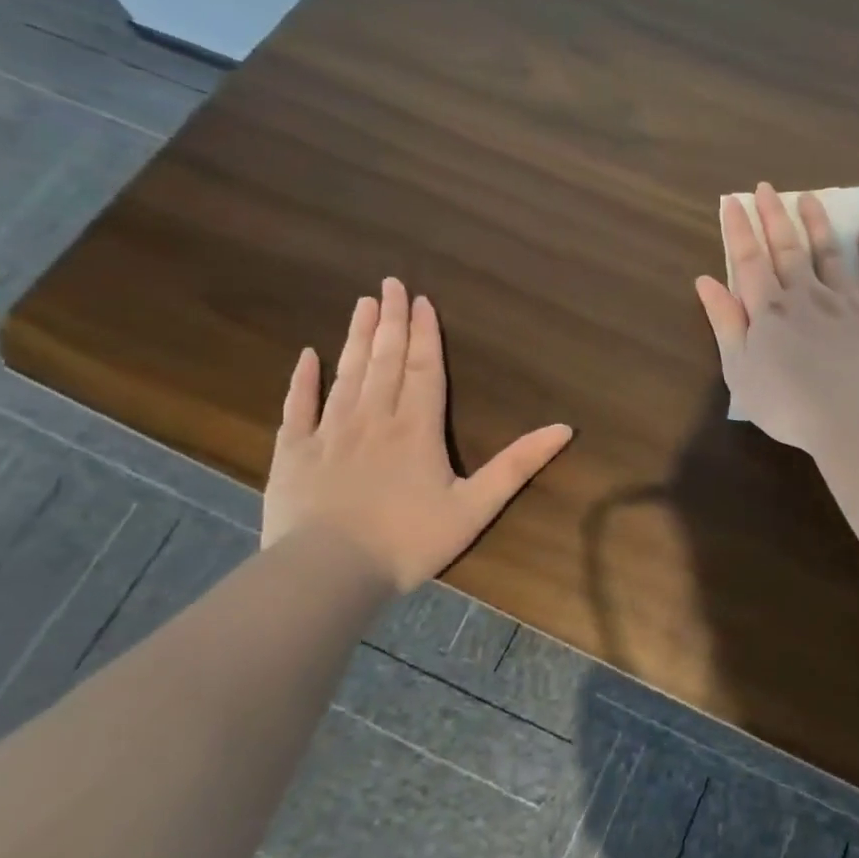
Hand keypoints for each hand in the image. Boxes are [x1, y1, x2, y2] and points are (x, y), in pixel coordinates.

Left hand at [261, 278, 572, 592]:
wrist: (328, 573)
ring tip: (362, 304)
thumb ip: (518, 464)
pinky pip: (297, 407)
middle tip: (390, 283)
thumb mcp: (477, 506)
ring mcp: (328, 432)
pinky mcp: (293, 453)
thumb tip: (564, 428)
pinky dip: (303, 380)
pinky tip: (308, 355)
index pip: (424, 369)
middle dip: (391, 320)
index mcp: (416, 428)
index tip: (422, 300)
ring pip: (347, 374)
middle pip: (385, 360)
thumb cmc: (409, 540)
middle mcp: (373, 418)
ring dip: (357, 337)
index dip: (425, 333)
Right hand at [695, 182, 858, 453]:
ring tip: (810, 199)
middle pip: (789, 251)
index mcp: (771, 312)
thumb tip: (706, 281)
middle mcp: (810, 297)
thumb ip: (725, 324)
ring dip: (819, 226)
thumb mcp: (741, 372)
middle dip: (775, 217)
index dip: (740, 231)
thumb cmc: (790, 406)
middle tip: (768, 188)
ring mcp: (852, 304)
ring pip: (831, 256)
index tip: (734, 201)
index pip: (750, 262)